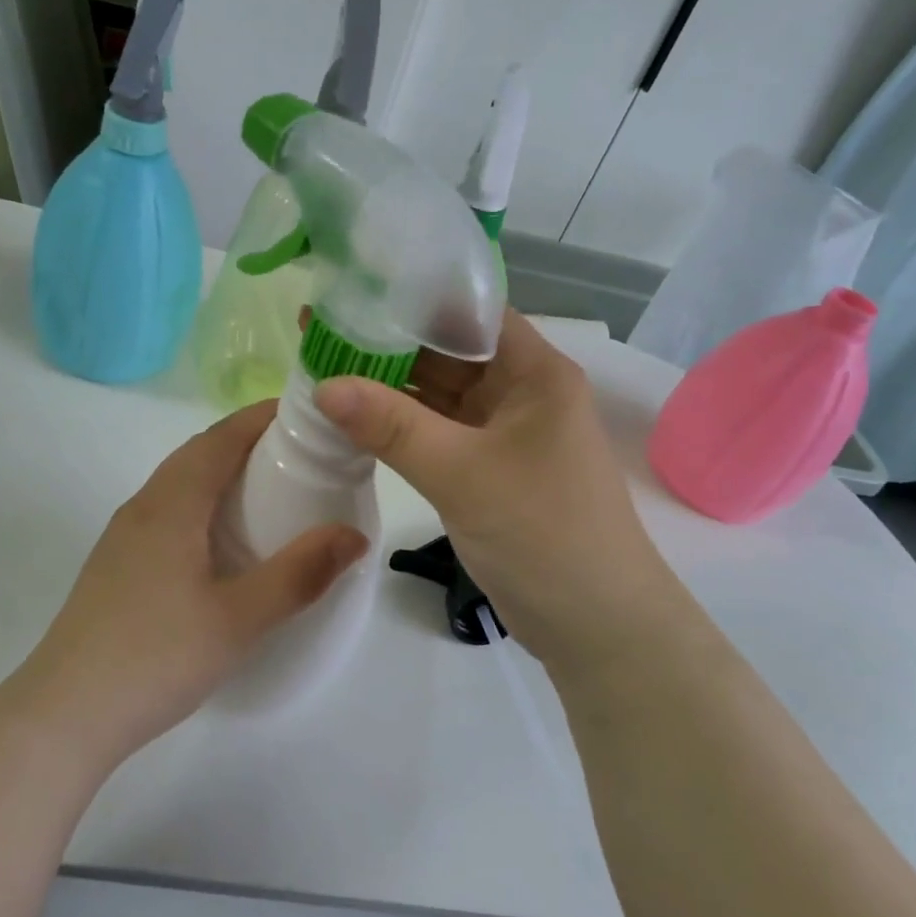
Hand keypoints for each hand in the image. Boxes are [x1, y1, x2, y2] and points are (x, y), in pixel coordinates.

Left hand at [7, 402, 368, 769]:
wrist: (65, 715)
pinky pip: (168, 512)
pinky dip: (203, 504)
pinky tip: (223, 543)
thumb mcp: (238, 619)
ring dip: (223, 473)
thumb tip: (353, 535)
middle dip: (248, 442)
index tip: (308, 415)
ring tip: (271, 493)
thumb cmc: (155, 657)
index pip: (220, 437)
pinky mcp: (116, 565)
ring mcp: (123, 536)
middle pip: (199, 453)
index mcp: (170, 504)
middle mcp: (143, 506)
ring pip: (180, 483)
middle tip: (302, 456)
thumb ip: (299, 575)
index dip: (262, 417)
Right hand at [313, 310, 681, 675]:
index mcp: (533, 371)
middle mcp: (518, 391)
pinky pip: (434, 432)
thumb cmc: (544, 534)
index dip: (413, 296)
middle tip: (319, 327)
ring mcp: (500, 432)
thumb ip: (392, 427)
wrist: (596, 627)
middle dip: (387, 341)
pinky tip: (350, 416)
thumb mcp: (463, 474)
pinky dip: (397, 425)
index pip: (469, 311)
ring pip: (437, 394)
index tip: (352, 289)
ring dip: (387, 385)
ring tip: (322, 364)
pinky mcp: (484, 468)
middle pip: (447, 350)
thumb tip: (323, 384)